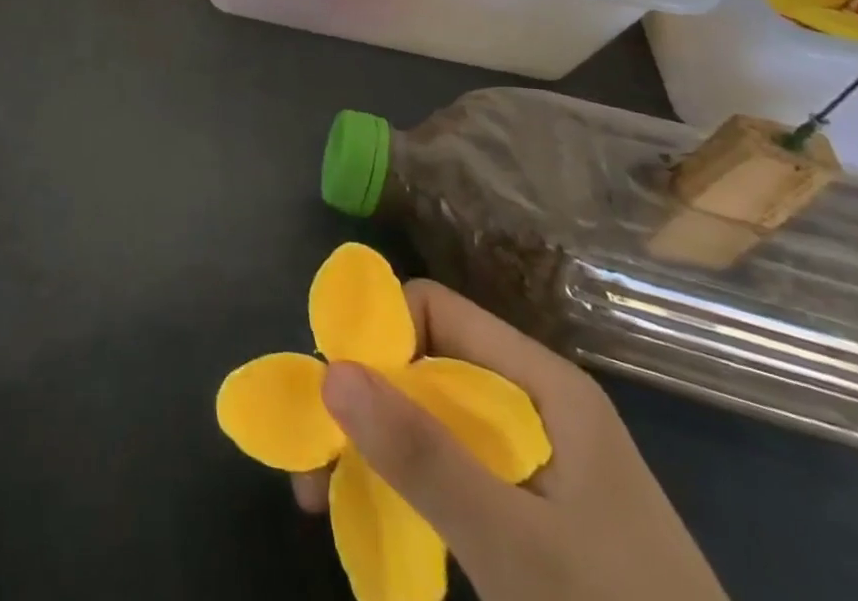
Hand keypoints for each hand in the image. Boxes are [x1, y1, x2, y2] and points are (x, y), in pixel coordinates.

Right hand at [295, 281, 727, 600]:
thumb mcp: (516, 548)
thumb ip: (423, 458)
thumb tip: (329, 370)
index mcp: (543, 384)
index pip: (434, 309)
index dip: (376, 334)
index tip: (332, 391)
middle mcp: (533, 402)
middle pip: (425, 363)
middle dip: (363, 400)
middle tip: (314, 456)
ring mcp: (533, 457)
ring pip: (431, 417)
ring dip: (375, 444)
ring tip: (326, 494)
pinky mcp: (533, 509)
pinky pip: (450, 466)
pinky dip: (406, 480)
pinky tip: (378, 513)